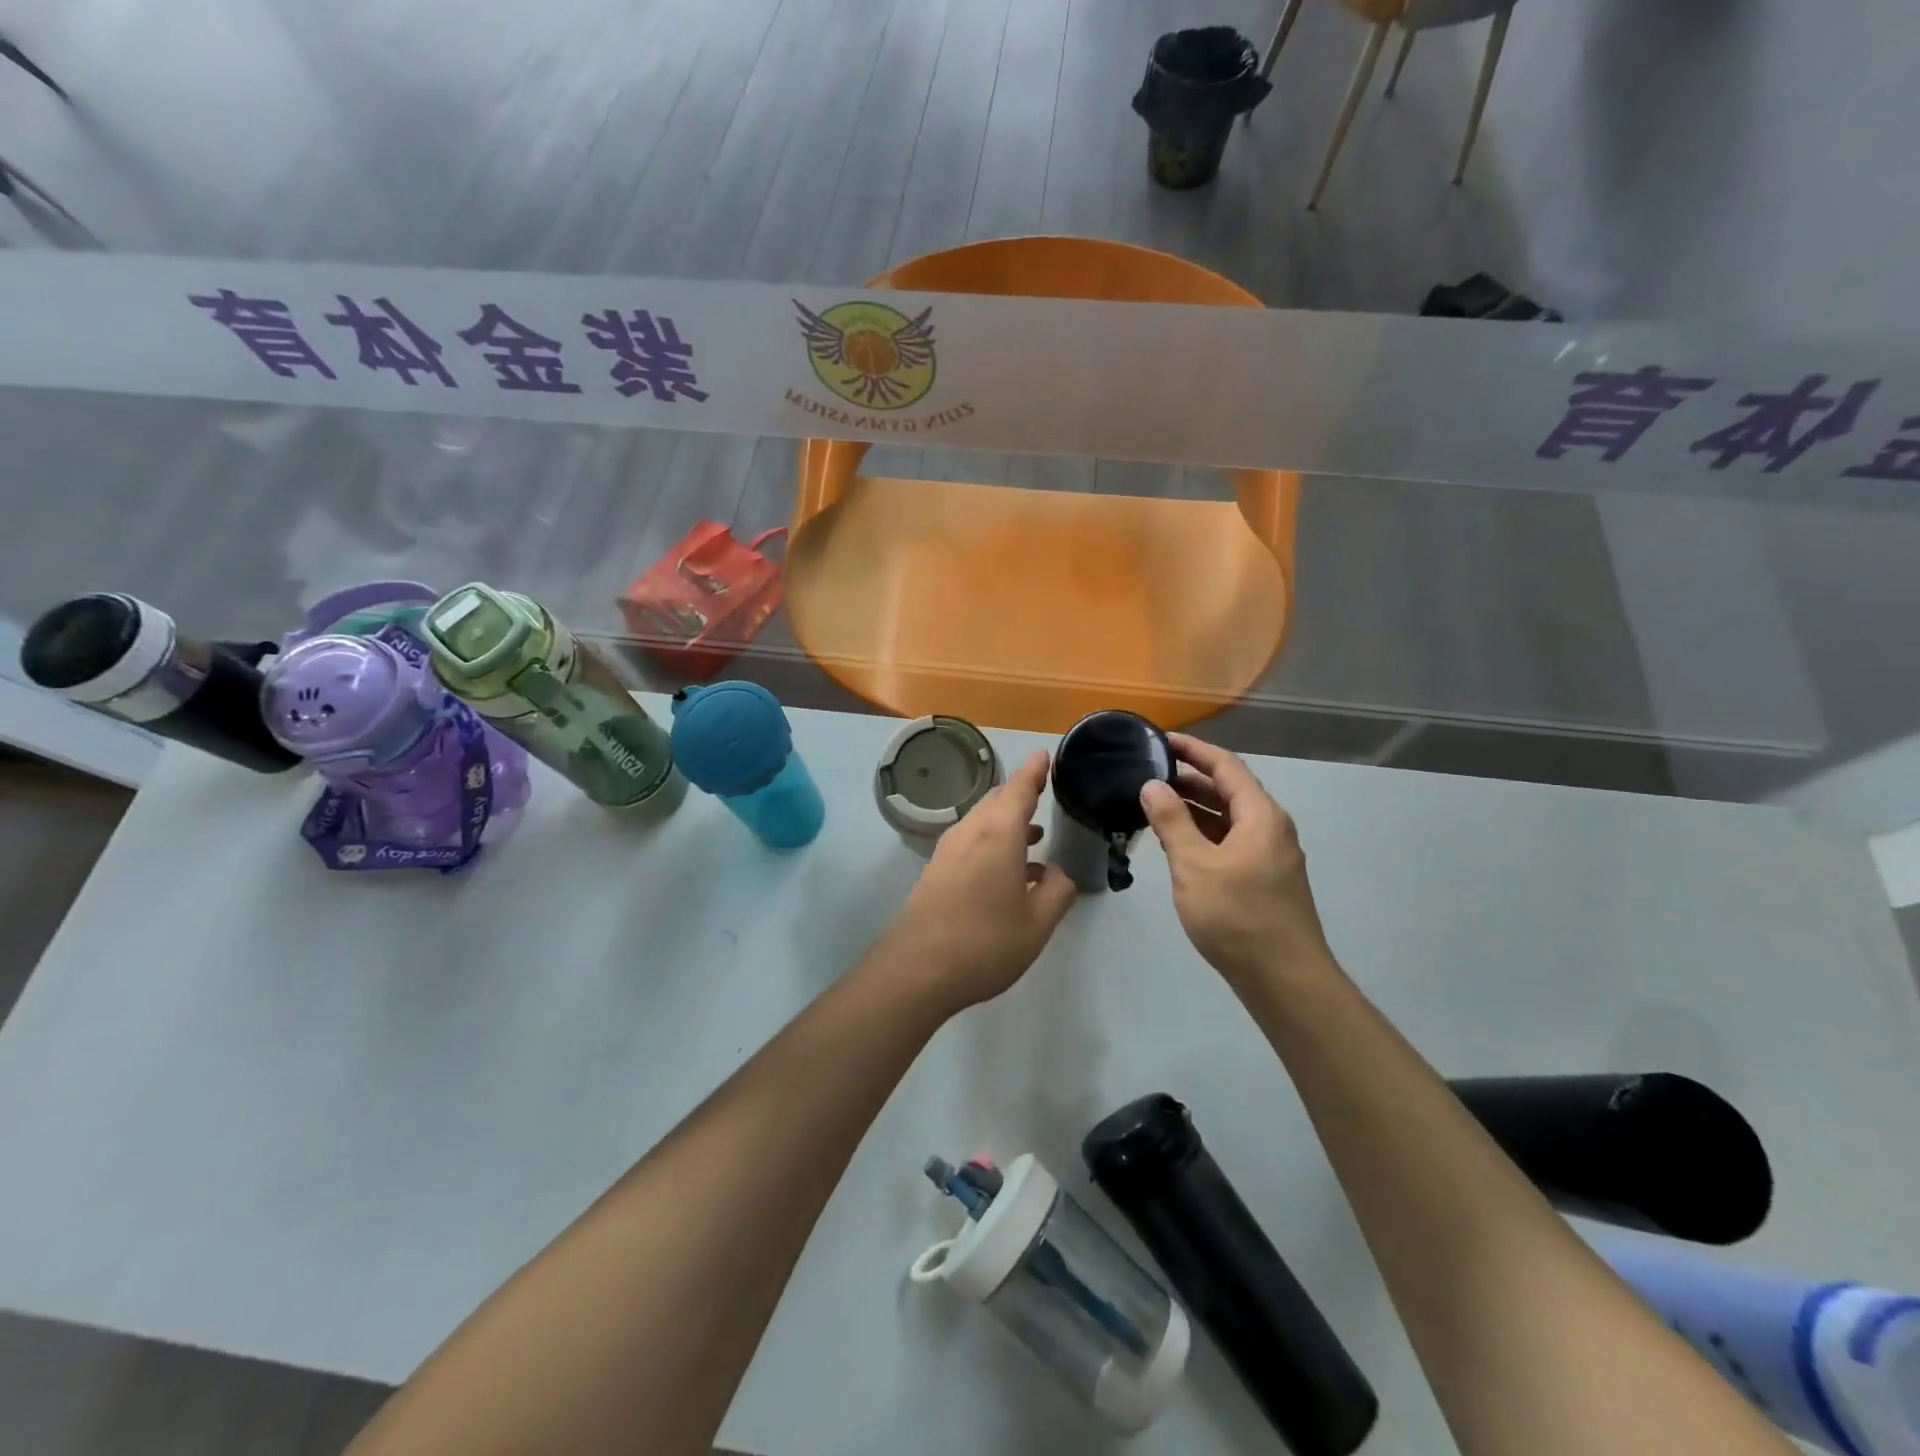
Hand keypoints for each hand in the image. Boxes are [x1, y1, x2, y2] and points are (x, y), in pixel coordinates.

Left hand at [886, 751, 1077, 1010]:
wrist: (916, 970)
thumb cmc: (985, 943)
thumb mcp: (1037, 924)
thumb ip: (1057, 892)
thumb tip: (1059, 873)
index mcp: (998, 835)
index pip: (1019, 790)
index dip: (1034, 771)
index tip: (1044, 754)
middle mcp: (970, 833)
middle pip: (996, 802)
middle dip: (1020, 794)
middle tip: (1042, 791)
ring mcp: (948, 852)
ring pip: (981, 823)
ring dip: (1007, 822)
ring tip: (1035, 834)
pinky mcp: (936, 872)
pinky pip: (970, 843)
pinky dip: (993, 843)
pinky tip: (1008, 872)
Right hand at [1139, 734, 1330, 985]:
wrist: (1283, 978)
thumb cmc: (1238, 916)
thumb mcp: (1195, 865)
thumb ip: (1172, 821)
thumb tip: (1152, 785)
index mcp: (1260, 815)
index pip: (1225, 766)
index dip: (1193, 749)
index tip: (1160, 739)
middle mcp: (1270, 828)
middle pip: (1228, 790)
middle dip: (1189, 778)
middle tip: (1148, 772)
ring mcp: (1269, 855)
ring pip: (1228, 818)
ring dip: (1194, 807)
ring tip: (1154, 803)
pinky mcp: (1263, 879)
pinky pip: (1229, 841)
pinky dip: (1203, 833)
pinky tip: (1176, 842)